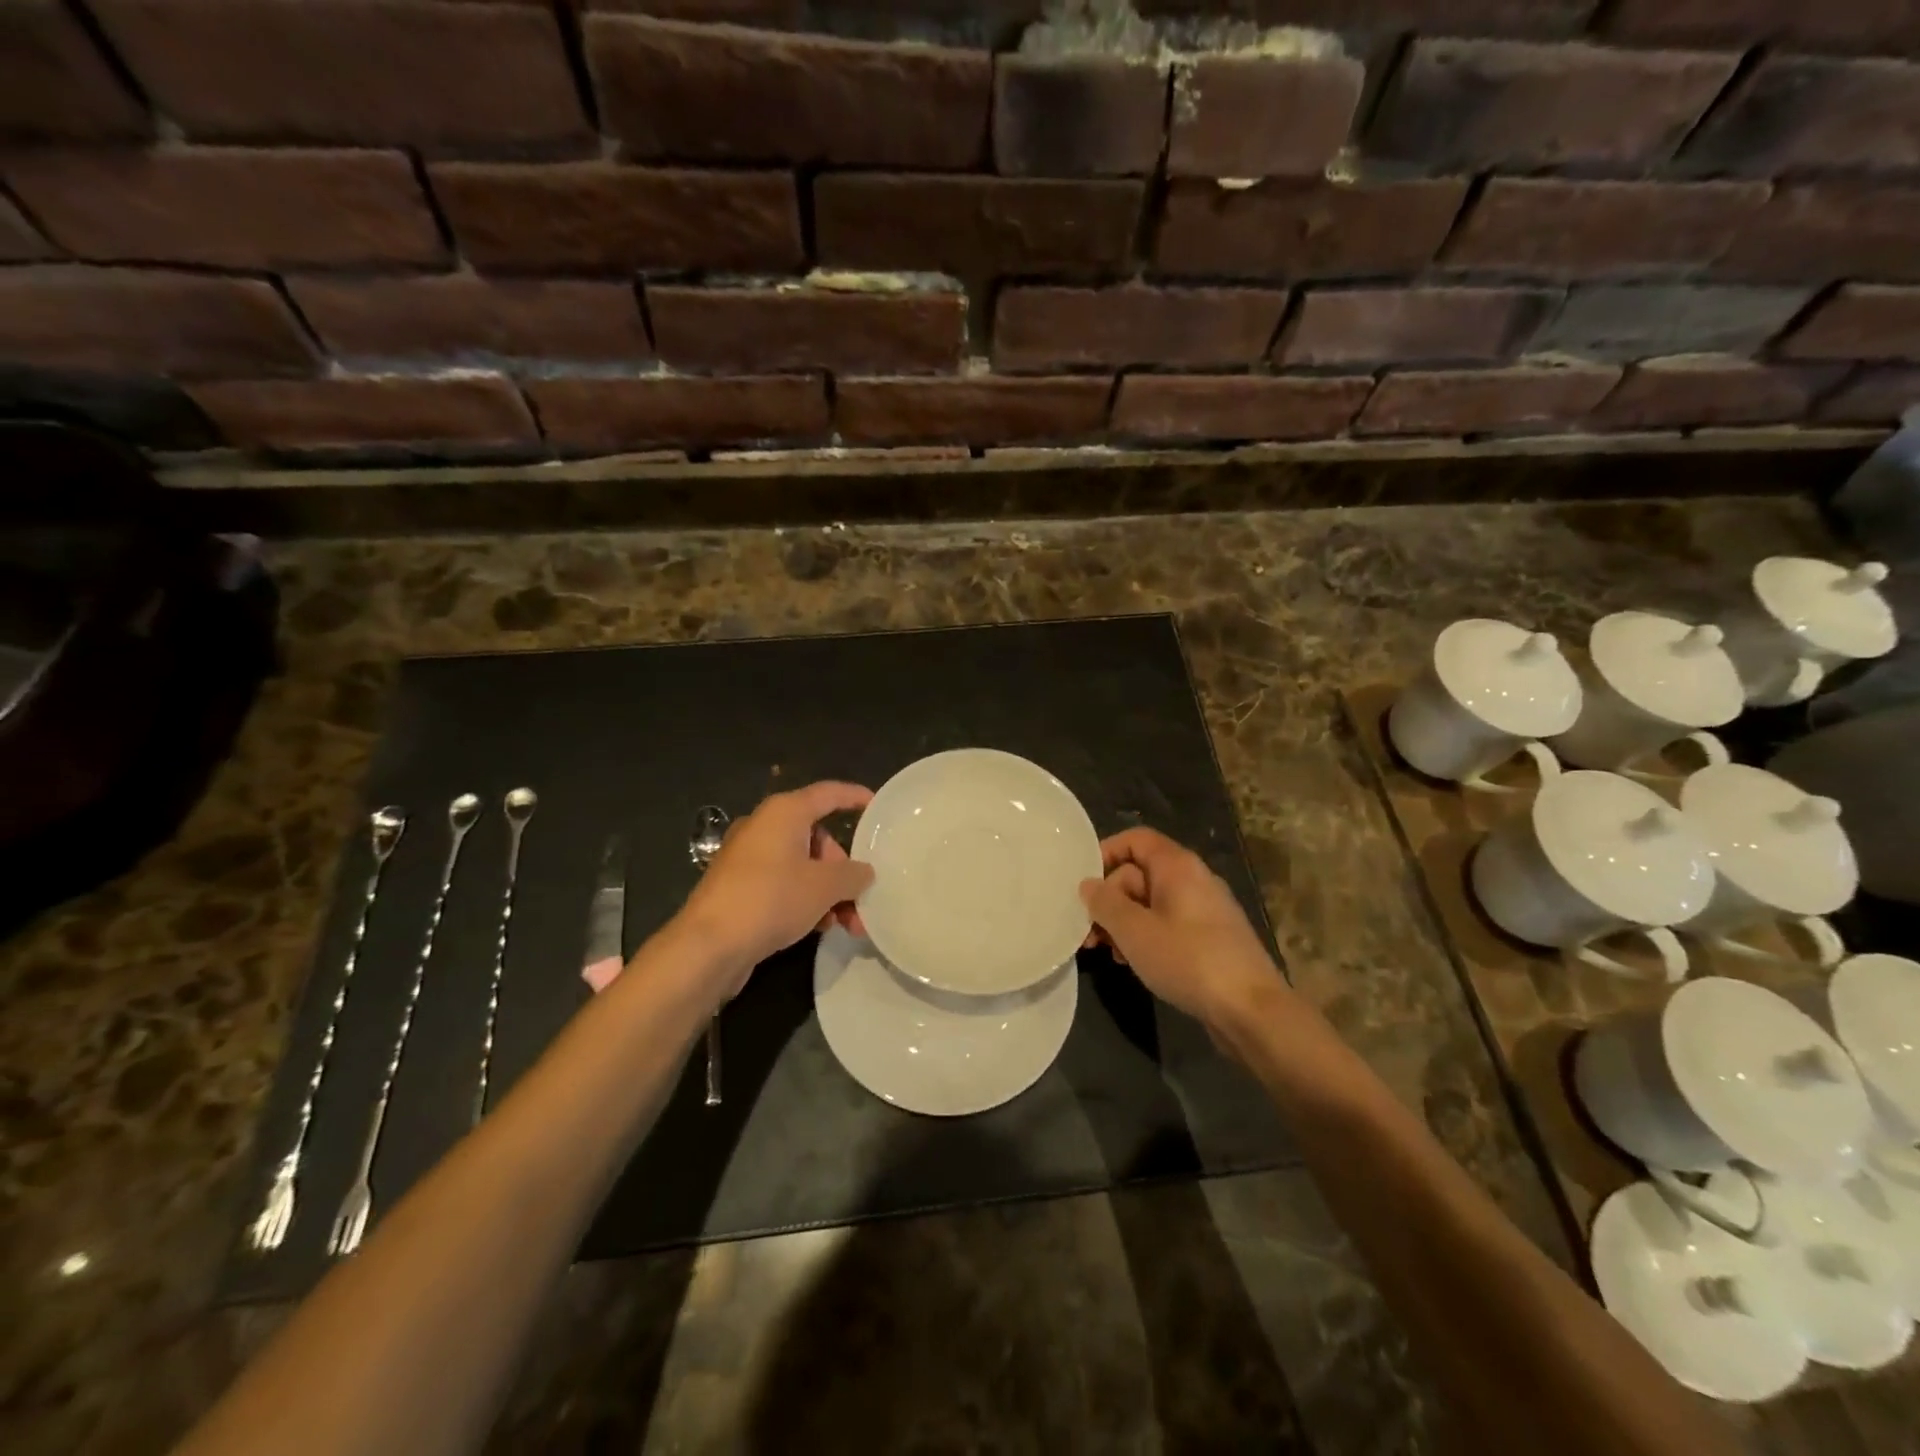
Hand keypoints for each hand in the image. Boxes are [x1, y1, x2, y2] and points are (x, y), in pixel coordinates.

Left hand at [676, 781, 873, 991]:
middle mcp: (764, 827)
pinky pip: (783, 884)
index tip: (877, 807)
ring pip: (802, 866)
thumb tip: (864, 872)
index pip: (829, 794)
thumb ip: (853, 874)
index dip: (855, 797)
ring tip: (848, 924)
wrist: (708, 946)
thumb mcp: (824, 886)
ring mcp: (748, 858)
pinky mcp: (739, 887)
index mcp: (784, 812)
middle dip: (843, 869)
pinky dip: (805, 900)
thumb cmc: (772, 899)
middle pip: (818, 837)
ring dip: (829, 892)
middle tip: (859, 896)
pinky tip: (819, 928)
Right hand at [1080, 827, 1282, 1028]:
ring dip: (1123, 923)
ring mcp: (1204, 910)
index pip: (1135, 839)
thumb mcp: (1134, 931)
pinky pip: (1168, 924)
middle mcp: (1193, 879)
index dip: (1106, 852)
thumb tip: (1088, 885)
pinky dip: (1145, 937)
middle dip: (1109, 900)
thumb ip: (1105, 903)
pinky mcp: (1210, 938)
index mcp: (1177, 866)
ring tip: (1107, 952)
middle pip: (1139, 874)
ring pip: (1151, 903)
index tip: (1082, 882)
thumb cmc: (1188, 960)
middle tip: (1088, 932)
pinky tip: (1133, 963)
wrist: (1251, 1010)